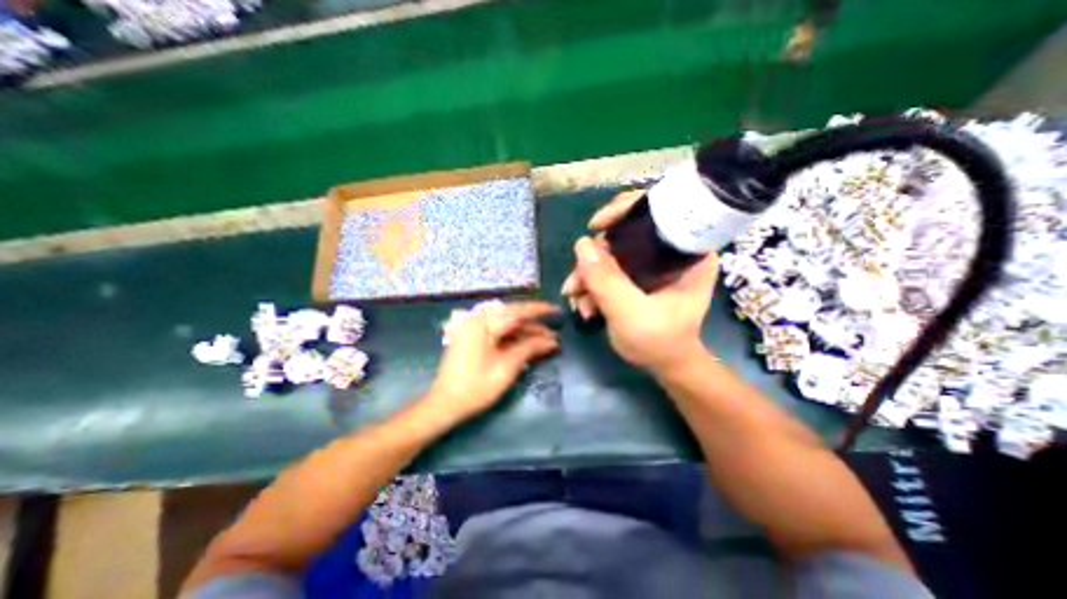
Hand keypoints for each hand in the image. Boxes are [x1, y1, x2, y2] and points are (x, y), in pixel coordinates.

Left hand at [427, 300, 561, 419]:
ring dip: (526, 333)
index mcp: (483, 322)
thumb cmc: (476, 386)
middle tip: (554, 332)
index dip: (539, 310)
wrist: (445, 404)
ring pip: (506, 326)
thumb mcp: (507, 367)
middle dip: (535, 325)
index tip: (557, 310)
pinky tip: (529, 346)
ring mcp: (474, 329)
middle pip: (512, 317)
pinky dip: (514, 339)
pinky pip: (498, 333)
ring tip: (547, 342)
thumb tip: (552, 341)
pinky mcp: (473, 338)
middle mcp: (478, 320)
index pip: (517, 311)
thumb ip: (530, 348)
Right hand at [559, 190, 714, 374]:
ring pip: (612, 252)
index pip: (658, 209)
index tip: (596, 226)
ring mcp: (653, 263)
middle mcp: (671, 250)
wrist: (665, 365)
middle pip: (626, 233)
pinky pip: (610, 267)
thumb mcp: (631, 313)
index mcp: (687, 252)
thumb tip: (581, 243)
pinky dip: (593, 283)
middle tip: (575, 282)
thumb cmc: (659, 342)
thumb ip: (607, 281)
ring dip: (588, 274)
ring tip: (576, 301)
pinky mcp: (639, 275)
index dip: (624, 210)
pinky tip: (584, 304)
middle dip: (594, 257)